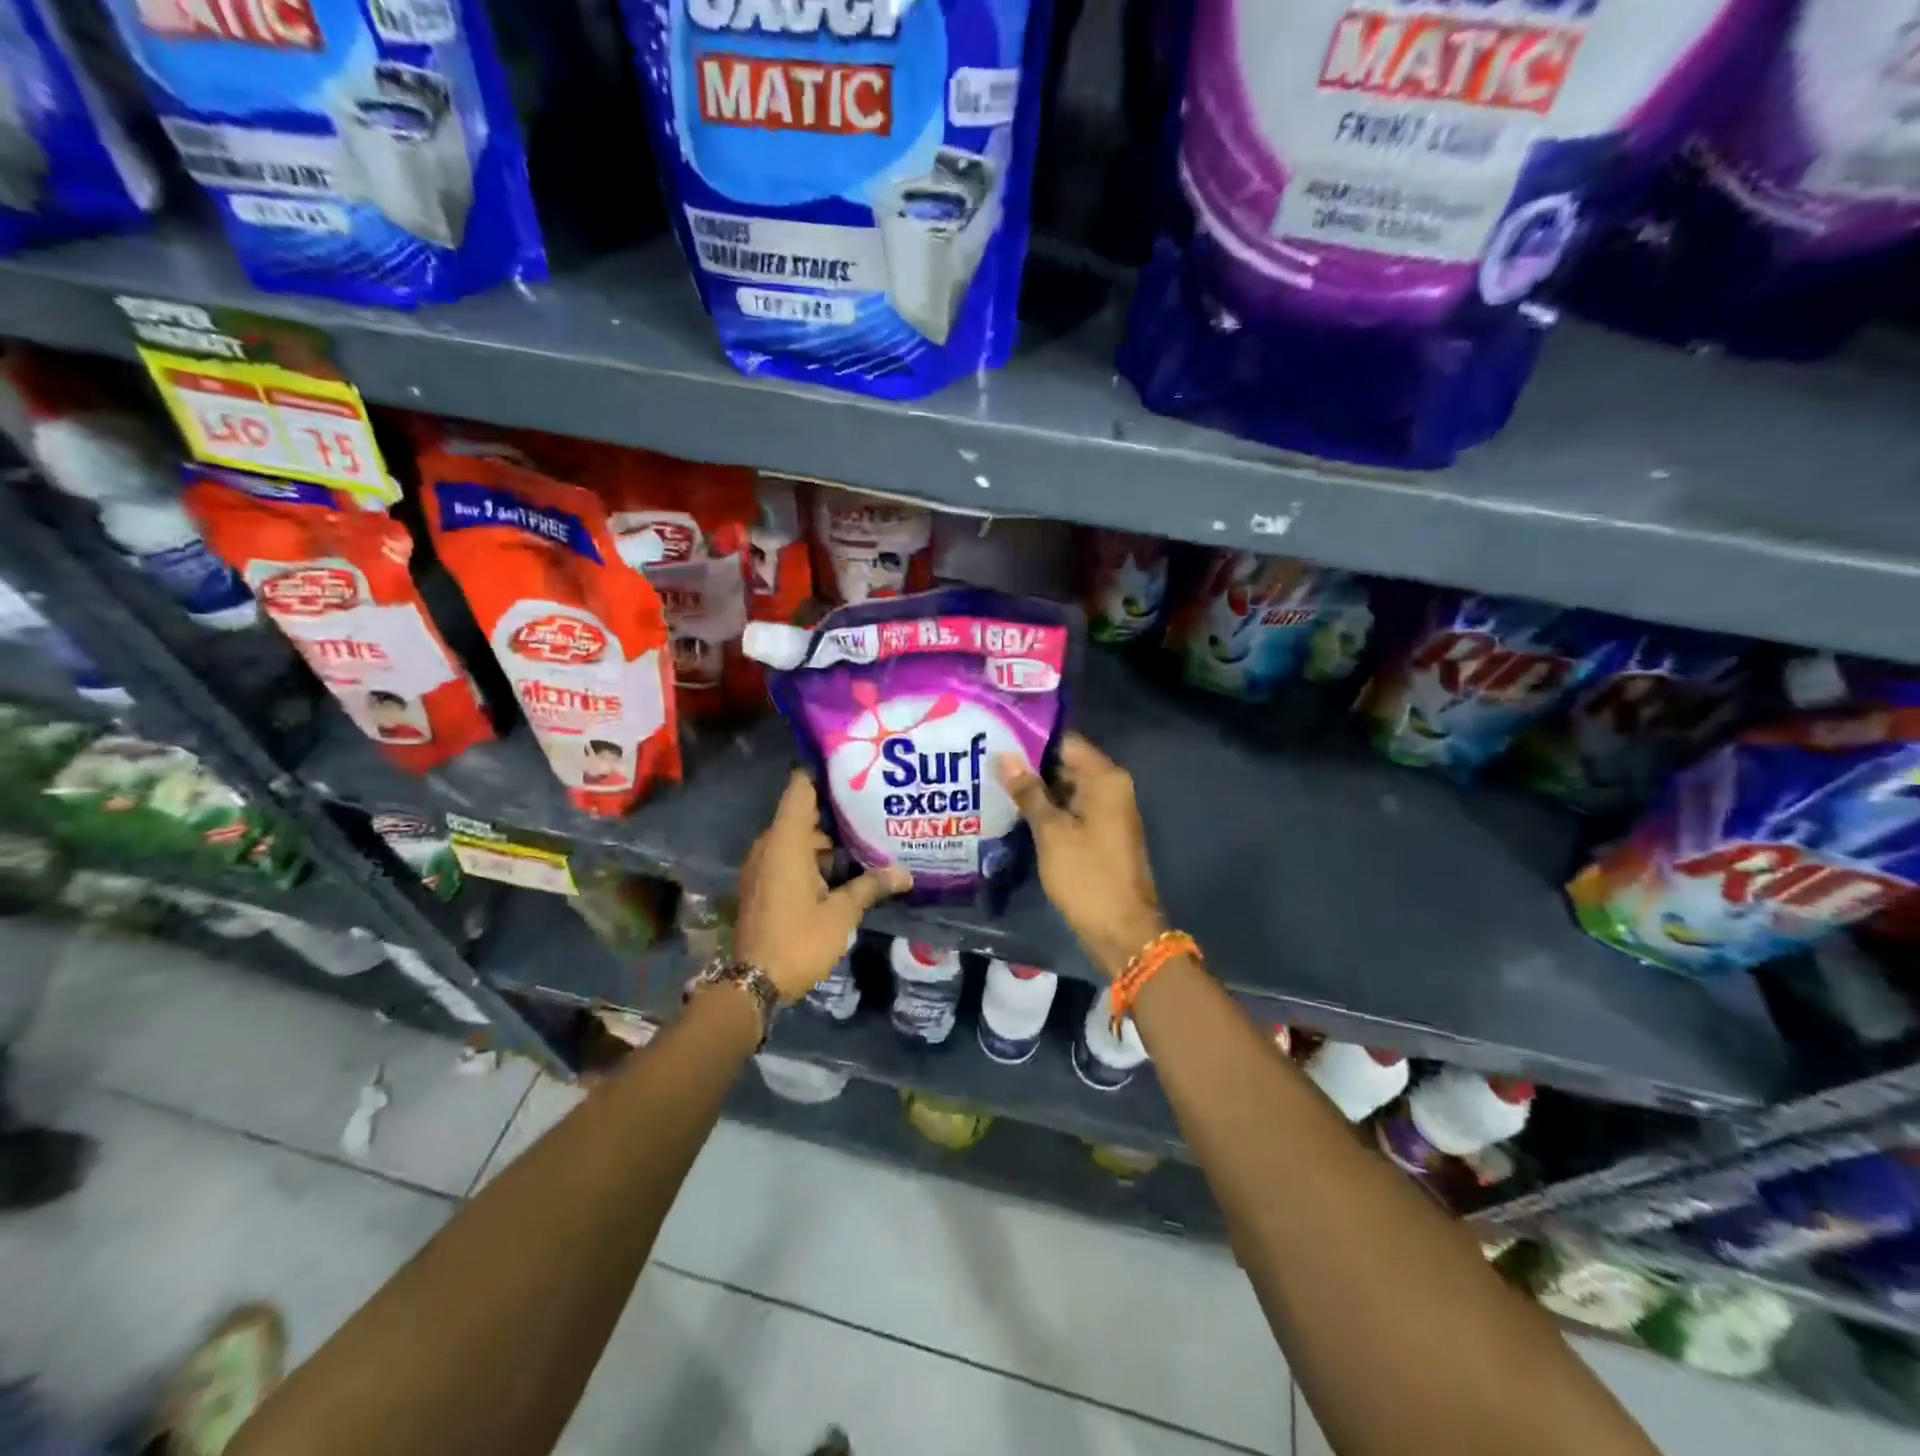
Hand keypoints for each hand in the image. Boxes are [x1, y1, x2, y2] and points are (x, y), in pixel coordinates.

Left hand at [734, 770, 910, 1001]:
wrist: (753, 983)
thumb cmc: (798, 940)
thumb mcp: (841, 913)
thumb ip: (871, 886)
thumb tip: (906, 874)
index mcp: (785, 841)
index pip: (800, 787)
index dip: (824, 773)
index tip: (854, 769)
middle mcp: (769, 845)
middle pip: (804, 812)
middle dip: (837, 810)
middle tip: (874, 805)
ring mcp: (763, 865)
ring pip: (799, 838)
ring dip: (828, 838)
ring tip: (868, 835)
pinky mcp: (763, 884)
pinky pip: (790, 856)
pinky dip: (814, 857)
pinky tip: (846, 867)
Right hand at [998, 733, 1166, 978]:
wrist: (1121, 930)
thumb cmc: (1087, 876)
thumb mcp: (1051, 832)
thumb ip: (1028, 792)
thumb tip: (1004, 757)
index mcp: (1105, 778)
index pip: (1065, 741)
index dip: (1031, 737)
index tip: (996, 734)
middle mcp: (1110, 787)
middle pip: (1065, 763)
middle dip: (1028, 763)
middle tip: (985, 758)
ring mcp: (1106, 811)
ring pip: (1065, 787)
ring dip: (1034, 787)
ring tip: (990, 780)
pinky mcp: (1099, 833)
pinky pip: (1069, 809)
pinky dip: (1046, 808)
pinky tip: (1012, 809)